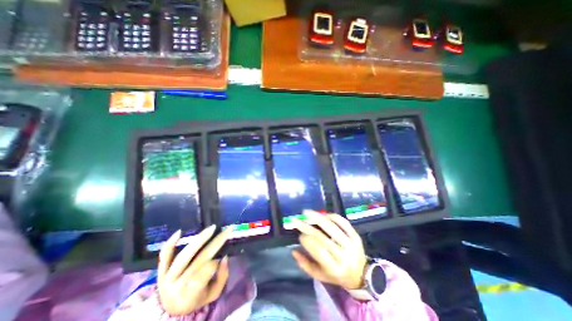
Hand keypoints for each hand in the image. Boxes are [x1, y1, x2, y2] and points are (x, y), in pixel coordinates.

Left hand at [156, 226, 229, 315]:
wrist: (171, 309)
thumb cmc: (197, 299)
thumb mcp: (213, 294)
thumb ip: (222, 277)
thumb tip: (225, 257)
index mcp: (190, 296)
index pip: (202, 276)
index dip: (214, 264)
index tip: (223, 256)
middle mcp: (176, 286)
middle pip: (198, 261)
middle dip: (216, 243)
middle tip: (227, 230)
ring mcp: (166, 278)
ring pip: (184, 256)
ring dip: (200, 239)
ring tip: (212, 228)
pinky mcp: (160, 271)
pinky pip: (164, 256)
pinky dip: (170, 244)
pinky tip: (180, 231)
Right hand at [291, 211, 365, 289]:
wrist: (361, 274)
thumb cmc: (336, 275)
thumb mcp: (320, 275)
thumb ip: (305, 264)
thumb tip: (293, 250)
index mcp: (334, 268)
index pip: (318, 251)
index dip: (307, 241)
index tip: (299, 235)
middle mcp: (343, 255)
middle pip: (322, 237)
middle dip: (307, 227)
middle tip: (297, 220)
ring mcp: (351, 244)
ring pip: (332, 227)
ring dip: (318, 217)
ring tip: (307, 212)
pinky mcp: (356, 235)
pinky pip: (343, 222)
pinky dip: (332, 216)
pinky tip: (323, 214)